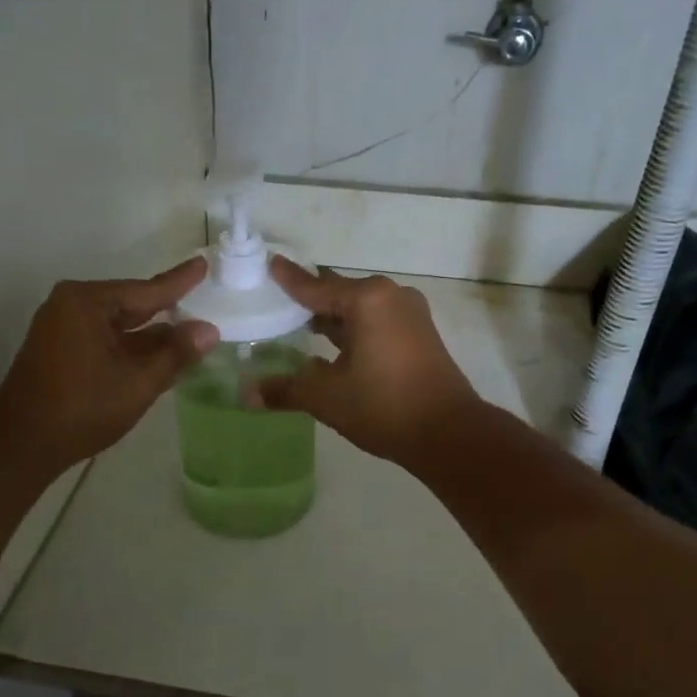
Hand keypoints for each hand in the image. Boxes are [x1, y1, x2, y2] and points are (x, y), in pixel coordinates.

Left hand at [0, 259, 216, 475]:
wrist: (20, 446)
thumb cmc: (81, 409)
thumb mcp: (137, 383)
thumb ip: (175, 354)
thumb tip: (209, 330)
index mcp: (86, 302)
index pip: (145, 290)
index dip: (178, 282)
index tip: (201, 264)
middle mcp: (71, 305)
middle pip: (131, 304)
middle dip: (166, 309)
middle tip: (201, 299)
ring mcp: (61, 327)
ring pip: (118, 325)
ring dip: (150, 334)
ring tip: (190, 332)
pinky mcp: (59, 349)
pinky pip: (104, 338)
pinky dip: (130, 346)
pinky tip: (159, 354)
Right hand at [256, 257, 482, 465]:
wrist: (449, 433)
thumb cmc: (383, 406)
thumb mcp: (326, 397)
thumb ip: (285, 389)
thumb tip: (247, 394)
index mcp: (366, 299)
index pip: (315, 286)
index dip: (288, 279)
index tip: (269, 263)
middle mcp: (390, 296)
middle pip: (338, 292)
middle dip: (309, 299)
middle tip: (276, 302)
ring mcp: (410, 313)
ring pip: (360, 308)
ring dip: (332, 317)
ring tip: (298, 325)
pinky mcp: (420, 333)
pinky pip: (377, 321)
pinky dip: (354, 329)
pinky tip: (333, 346)